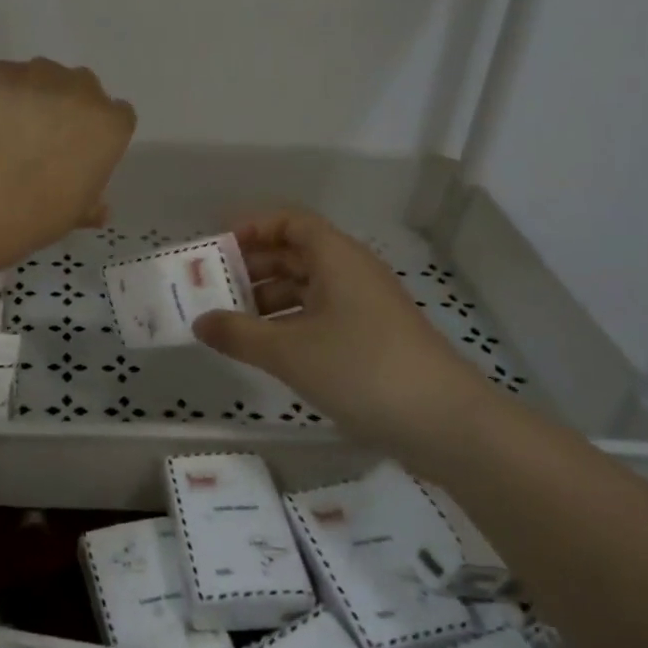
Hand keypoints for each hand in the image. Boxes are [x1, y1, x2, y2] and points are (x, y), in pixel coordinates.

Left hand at [0, 58, 135, 238]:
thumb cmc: (44, 210)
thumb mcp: (77, 212)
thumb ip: (91, 202)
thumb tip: (99, 210)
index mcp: (111, 125)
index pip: (118, 115)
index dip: (98, 129)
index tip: (82, 146)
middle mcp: (82, 90)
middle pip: (83, 87)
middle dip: (69, 105)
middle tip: (46, 134)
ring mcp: (41, 76)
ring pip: (44, 75)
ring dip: (35, 93)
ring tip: (12, 124)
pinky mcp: (2, 73)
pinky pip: (6, 76)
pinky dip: (0, 92)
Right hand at [192, 209, 490, 454]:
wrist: (447, 425)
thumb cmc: (362, 369)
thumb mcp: (289, 351)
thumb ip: (238, 334)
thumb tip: (199, 322)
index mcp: (336, 258)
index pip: (290, 222)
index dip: (252, 228)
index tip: (217, 248)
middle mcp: (352, 273)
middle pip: (296, 253)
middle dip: (253, 267)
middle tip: (214, 288)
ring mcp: (365, 308)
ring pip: (307, 288)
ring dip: (268, 299)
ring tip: (232, 323)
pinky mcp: (373, 340)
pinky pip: (321, 316)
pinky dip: (290, 324)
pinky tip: (267, 349)